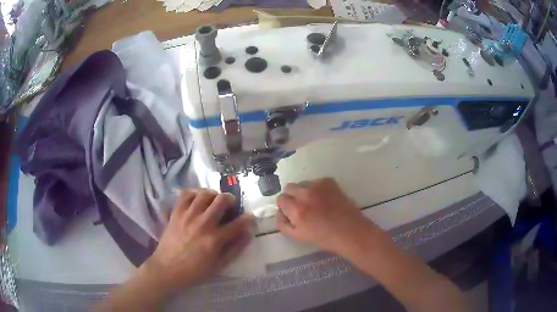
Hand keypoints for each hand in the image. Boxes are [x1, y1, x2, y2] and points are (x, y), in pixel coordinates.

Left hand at [144, 189, 253, 293]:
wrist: (167, 269)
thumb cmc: (195, 270)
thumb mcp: (219, 265)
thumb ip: (235, 249)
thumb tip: (248, 233)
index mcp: (215, 240)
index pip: (239, 223)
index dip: (249, 218)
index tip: (250, 217)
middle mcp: (203, 224)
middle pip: (222, 200)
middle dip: (231, 200)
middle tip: (230, 206)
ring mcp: (188, 216)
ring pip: (205, 193)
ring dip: (213, 195)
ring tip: (214, 201)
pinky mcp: (176, 213)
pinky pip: (186, 194)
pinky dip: (194, 193)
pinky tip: (197, 200)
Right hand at [276, 178, 379, 255]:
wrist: (349, 230)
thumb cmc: (324, 237)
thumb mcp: (298, 236)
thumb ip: (283, 223)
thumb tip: (279, 212)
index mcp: (297, 210)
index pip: (280, 199)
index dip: (285, 206)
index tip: (291, 212)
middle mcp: (306, 194)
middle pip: (289, 187)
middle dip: (292, 196)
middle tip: (302, 206)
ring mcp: (318, 185)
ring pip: (303, 183)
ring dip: (304, 191)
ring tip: (315, 203)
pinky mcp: (329, 181)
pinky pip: (315, 181)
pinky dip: (317, 188)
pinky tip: (325, 199)